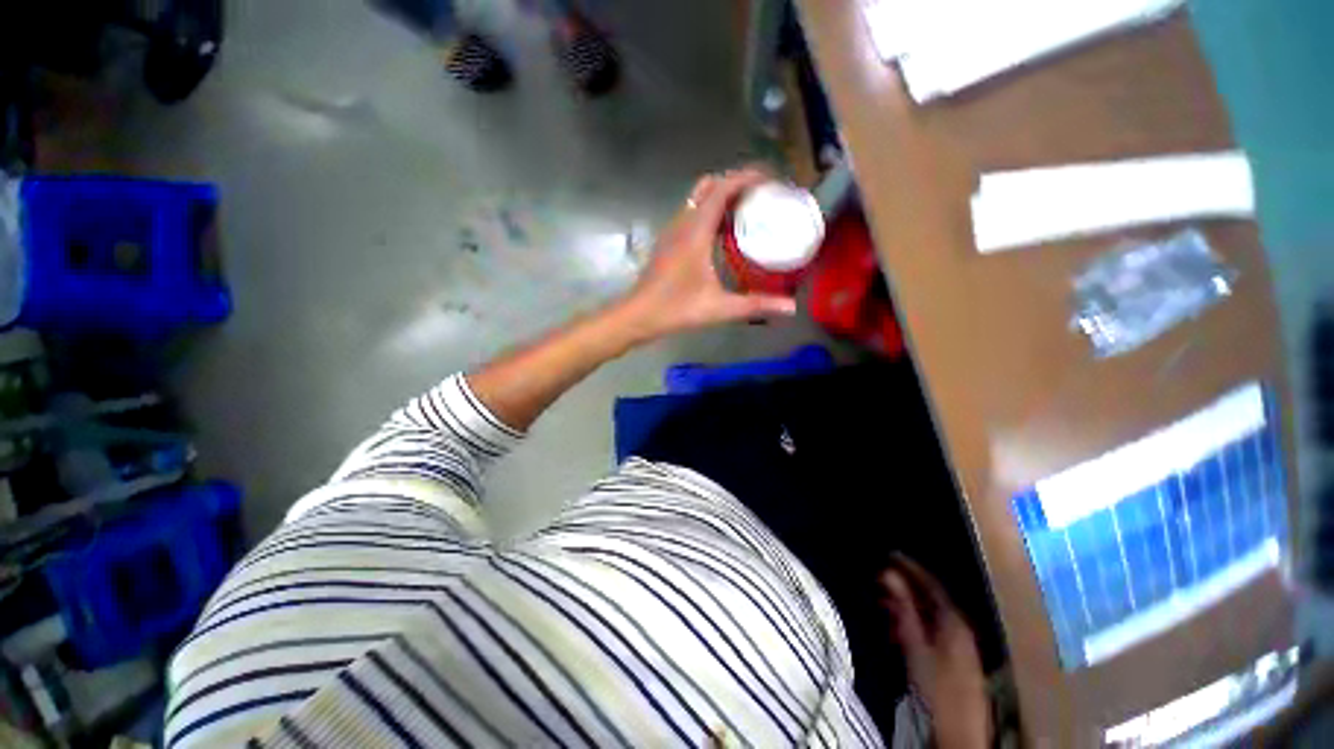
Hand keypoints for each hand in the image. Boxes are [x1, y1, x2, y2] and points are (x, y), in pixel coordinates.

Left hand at [618, 167, 798, 341]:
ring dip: (721, 197)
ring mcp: (672, 232)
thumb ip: (755, 306)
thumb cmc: (676, 309)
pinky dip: (709, 212)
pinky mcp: (667, 242)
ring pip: (697, 200)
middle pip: (709, 187)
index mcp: (695, 232)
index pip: (721, 189)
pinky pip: (690, 215)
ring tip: (746, 210)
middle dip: (735, 183)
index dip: (746, 178)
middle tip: (760, 195)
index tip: (770, 179)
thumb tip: (790, 308)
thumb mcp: (719, 308)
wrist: (638, 316)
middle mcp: (682, 224)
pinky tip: (721, 235)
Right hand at [881, 555, 990, 748]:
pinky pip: (930, 631)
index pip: (931, 584)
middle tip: (878, 578)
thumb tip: (888, 574)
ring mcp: (958, 644)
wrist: (959, 733)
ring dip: (905, 606)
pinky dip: (912, 624)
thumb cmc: (937, 687)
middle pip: (930, 599)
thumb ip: (904, 609)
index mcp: (954, 621)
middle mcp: (959, 628)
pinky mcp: (953, 659)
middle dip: (904, 587)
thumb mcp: (916, 645)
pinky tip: (895, 629)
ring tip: (881, 601)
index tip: (889, 554)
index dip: (910, 567)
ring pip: (928, 615)